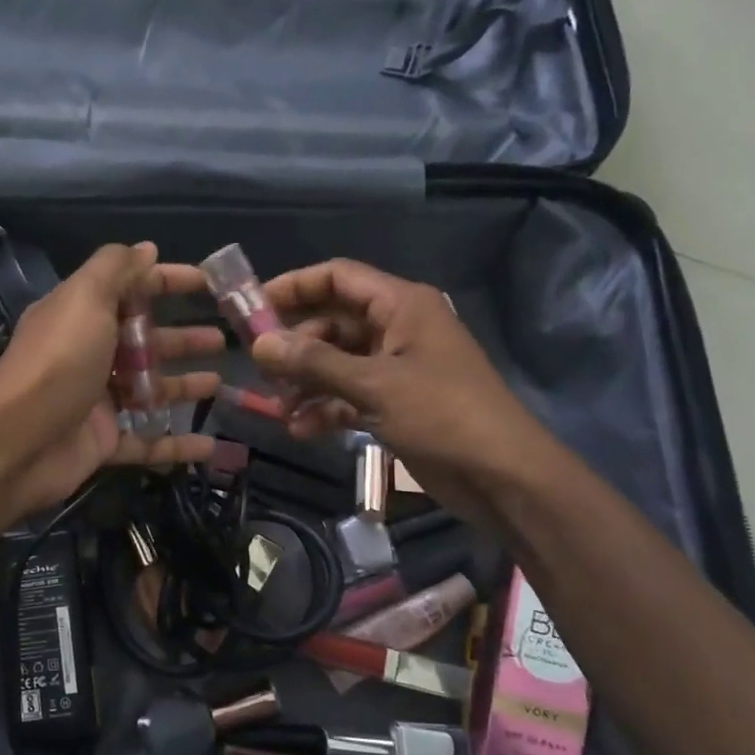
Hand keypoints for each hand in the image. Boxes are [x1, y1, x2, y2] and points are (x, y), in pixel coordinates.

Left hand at [0, 242, 221, 516]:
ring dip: (183, 387)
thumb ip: (116, 270)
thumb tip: (146, 248)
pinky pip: (147, 442)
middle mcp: (89, 355)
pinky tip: (210, 445)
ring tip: (220, 386)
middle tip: (222, 340)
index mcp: (83, 316)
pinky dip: (176, 444)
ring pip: (149, 391)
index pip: (131, 289)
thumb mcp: (85, 299)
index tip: (209, 283)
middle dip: (183, 338)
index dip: (168, 281)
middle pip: (144, 342)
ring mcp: (97, 402)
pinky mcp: (103, 442)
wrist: (17, 440)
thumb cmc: (58, 361)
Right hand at [250, 258, 558, 526]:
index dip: (294, 286)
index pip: (338, 278)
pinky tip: (301, 430)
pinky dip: (325, 409)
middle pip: (332, 323)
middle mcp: (396, 329)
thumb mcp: (375, 385)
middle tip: (258, 369)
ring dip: (305, 384)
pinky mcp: (394, 404)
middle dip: (295, 347)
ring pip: (336, 364)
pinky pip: (348, 396)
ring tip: (278, 409)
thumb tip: (258, 345)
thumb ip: (314, 363)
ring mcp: (395, 368)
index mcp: (401, 306)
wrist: (502, 476)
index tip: (252, 307)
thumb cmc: (443, 415)